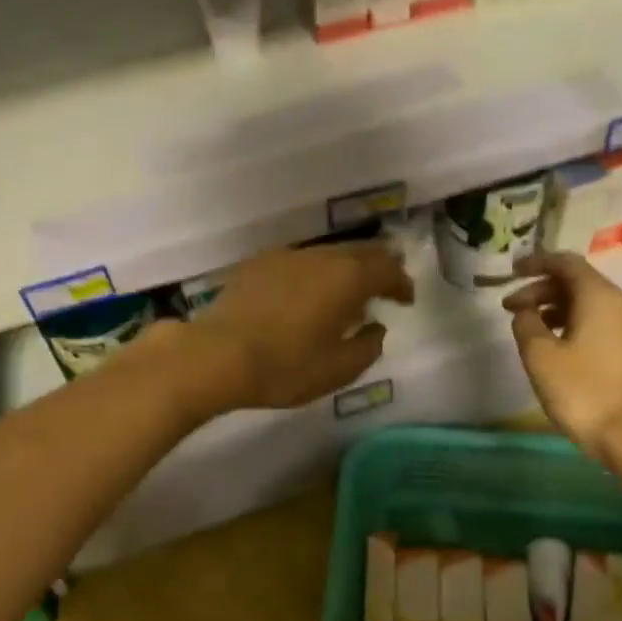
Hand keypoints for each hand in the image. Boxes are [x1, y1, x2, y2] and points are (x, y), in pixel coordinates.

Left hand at [190, 242, 413, 409]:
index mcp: (347, 278)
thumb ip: (368, 347)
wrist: (216, 356)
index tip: (405, 300)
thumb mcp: (338, 369)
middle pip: (360, 251)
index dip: (401, 283)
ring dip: (344, 270)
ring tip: (344, 295)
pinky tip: (305, 296)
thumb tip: (375, 328)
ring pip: (327, 254)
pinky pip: (298, 262)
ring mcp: (285, 256)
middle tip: (384, 288)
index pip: (388, 268)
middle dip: (378, 267)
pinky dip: (314, 274)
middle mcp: (320, 257)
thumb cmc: (285, 367)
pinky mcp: (257, 265)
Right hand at [503, 251, 621, 466]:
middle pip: (577, 283)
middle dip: (541, 291)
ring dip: (555, 308)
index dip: (536, 263)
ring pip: (588, 304)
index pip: (566, 263)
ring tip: (529, 328)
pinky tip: (555, 345)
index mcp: (599, 296)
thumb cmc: (581, 390)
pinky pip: (599, 323)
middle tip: (511, 308)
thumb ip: (526, 324)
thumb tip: (525, 312)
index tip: (511, 272)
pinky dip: (573, 323)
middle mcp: (621, 303)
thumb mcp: (539, 355)